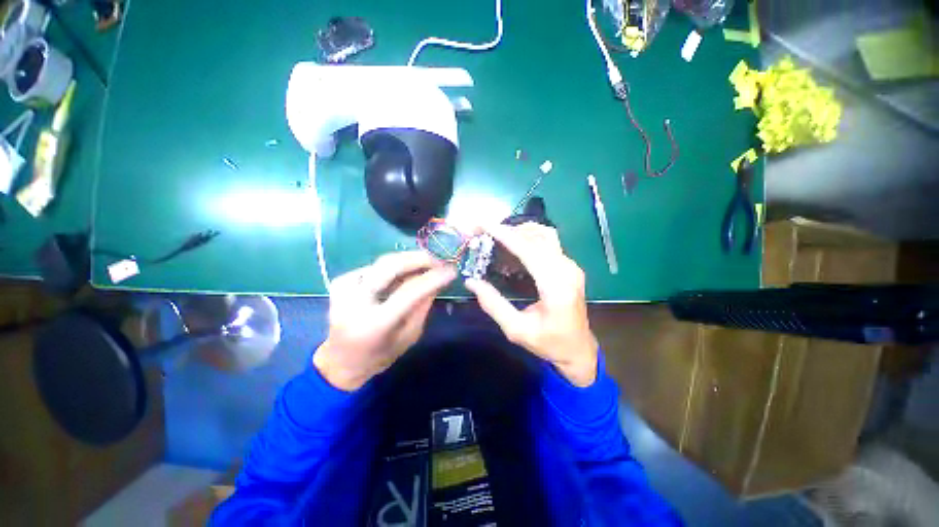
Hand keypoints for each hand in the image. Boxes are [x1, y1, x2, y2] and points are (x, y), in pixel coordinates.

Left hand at [313, 251, 456, 390]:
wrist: (340, 361)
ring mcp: (344, 288)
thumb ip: (423, 306)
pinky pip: (376, 267)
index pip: (409, 291)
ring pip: (384, 261)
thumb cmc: (380, 355)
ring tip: (427, 265)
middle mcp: (355, 301)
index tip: (452, 271)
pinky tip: (404, 274)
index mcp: (374, 323)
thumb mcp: (409, 336)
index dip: (433, 278)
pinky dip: (394, 267)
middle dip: (420, 259)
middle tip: (439, 261)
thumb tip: (437, 280)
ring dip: (409, 260)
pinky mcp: (341, 282)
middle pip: (391, 266)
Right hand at [465, 223, 598, 386]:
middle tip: (484, 232)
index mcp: (556, 286)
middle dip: (508, 230)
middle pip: (537, 236)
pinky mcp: (569, 266)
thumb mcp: (516, 330)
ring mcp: (571, 266)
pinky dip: (528, 238)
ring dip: (520, 231)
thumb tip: (471, 281)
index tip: (483, 224)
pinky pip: (548, 242)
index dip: (505, 235)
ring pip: (545, 234)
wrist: (578, 349)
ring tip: (497, 238)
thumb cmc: (548, 343)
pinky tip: (513, 247)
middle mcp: (567, 269)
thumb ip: (493, 304)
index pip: (529, 250)